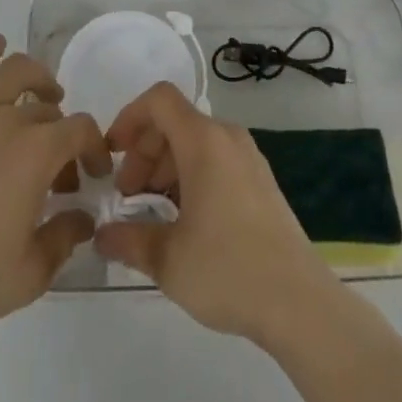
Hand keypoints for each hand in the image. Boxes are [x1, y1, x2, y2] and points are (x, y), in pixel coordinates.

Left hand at [0, 36, 111, 348]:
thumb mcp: (30, 273)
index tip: (93, 174)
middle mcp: (5, 121)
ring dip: (36, 77)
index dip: (94, 148)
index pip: (80, 130)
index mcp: (35, 153)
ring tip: (45, 93)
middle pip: (46, 110)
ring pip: (10, 73)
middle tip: (58, 173)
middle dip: (62, 136)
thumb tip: (83, 217)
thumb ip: (65, 238)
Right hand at [95, 82, 339, 347]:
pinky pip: (215, 160)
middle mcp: (227, 137)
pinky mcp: (260, 180)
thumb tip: (102, 235)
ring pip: (195, 142)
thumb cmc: (228, 269)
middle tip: (127, 197)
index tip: (111, 154)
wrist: (299, 302)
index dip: (128, 117)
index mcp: (204, 141)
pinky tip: (184, 220)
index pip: (159, 99)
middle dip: (143, 152)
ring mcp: (248, 157)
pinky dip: (190, 176)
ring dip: (165, 167)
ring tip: (151, 213)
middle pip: (175, 122)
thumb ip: (128, 240)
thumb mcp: (167, 259)